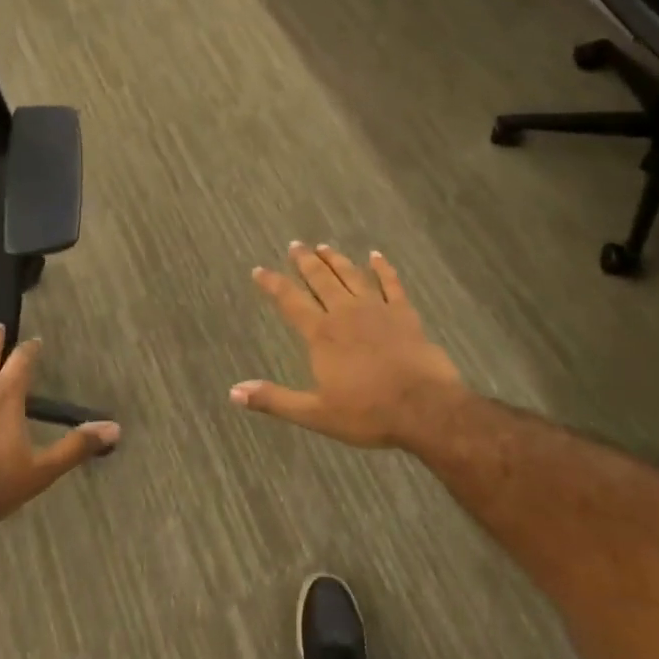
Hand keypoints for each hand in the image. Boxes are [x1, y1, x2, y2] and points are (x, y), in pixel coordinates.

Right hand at [231, 243, 464, 449]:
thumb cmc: (368, 413)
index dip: (273, 284)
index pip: (290, 301)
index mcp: (322, 335)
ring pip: (352, 276)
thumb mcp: (315, 413)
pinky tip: (376, 256)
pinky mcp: (405, 314)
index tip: (259, 269)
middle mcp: (346, 313)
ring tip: (324, 246)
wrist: (424, 408)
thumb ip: (274, 400)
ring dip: (336, 260)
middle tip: (295, 245)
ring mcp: (378, 310)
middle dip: (305, 262)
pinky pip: (391, 284)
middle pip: (321, 280)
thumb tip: (234, 392)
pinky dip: (383, 268)